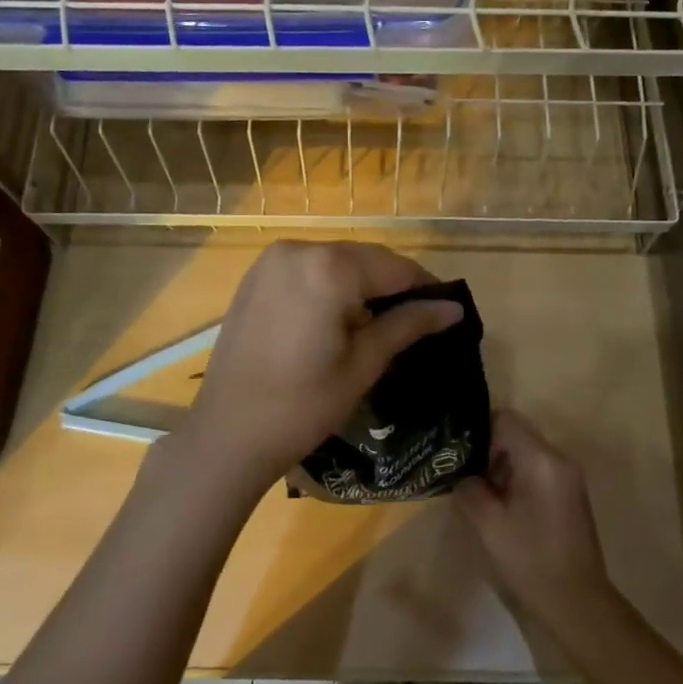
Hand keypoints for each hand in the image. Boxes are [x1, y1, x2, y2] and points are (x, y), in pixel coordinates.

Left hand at [180, 241, 463, 497]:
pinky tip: (339, 317)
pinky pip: (308, 268)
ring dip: (363, 284)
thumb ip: (408, 325)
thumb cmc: (303, 406)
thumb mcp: (364, 364)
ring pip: (336, 261)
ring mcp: (272, 260)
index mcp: (329, 268)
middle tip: (418, 320)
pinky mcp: (256, 276)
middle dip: (393, 284)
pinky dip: (331, 284)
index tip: (448, 311)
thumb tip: (454, 308)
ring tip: (380, 323)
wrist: (228, 433)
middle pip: (365, 258)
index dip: (426, 287)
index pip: (395, 267)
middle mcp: (299, 249)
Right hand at [458, 411, 615, 635]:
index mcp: (541, 460)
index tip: (461, 457)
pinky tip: (503, 508)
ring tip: (481, 495)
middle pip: (516, 433)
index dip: (478, 432)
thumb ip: (470, 489)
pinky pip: (537, 470)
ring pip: (526, 452)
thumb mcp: (488, 524)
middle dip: (488, 451)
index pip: (505, 419)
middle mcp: (559, 459)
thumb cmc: (530, 559)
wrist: (576, 601)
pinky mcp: (569, 494)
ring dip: (501, 467)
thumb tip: (464, 477)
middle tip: (465, 478)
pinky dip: (517, 479)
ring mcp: (568, 477)